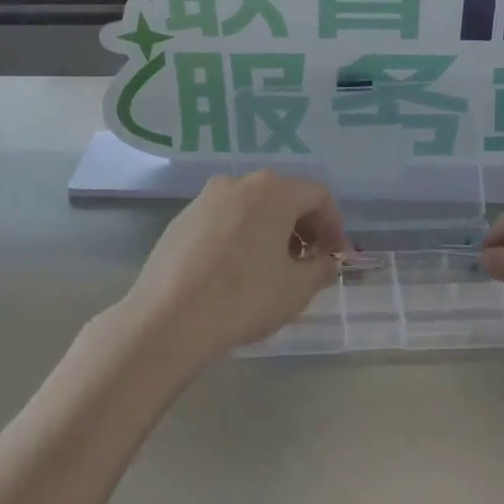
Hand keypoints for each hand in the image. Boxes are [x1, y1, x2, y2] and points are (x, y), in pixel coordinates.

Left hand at [115, 171, 347, 368]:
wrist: (167, 320)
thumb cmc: (243, 298)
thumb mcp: (297, 289)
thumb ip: (322, 268)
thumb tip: (327, 261)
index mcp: (272, 190)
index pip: (318, 196)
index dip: (334, 226)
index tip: (336, 257)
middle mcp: (238, 183)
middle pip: (284, 196)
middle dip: (303, 228)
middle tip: (309, 264)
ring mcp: (204, 199)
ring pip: (252, 207)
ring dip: (272, 232)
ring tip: (273, 270)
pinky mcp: (181, 220)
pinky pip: (224, 220)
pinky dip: (241, 236)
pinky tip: (236, 272)